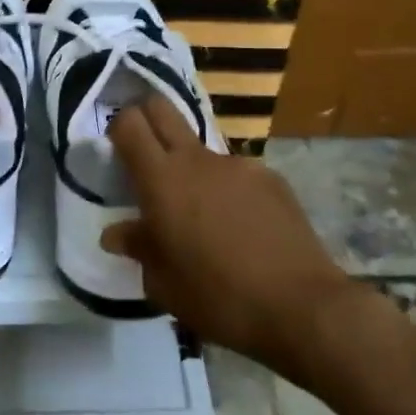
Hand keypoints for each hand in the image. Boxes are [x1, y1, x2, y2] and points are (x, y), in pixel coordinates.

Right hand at [102, 96, 366, 371]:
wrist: (299, 306)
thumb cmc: (217, 298)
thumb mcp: (163, 283)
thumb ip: (138, 248)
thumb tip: (116, 233)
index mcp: (162, 180)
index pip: (129, 124)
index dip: (118, 127)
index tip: (116, 150)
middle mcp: (198, 160)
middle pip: (163, 109)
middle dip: (148, 117)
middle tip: (145, 153)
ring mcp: (238, 165)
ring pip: (202, 149)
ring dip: (192, 169)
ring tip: (202, 217)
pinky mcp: (271, 178)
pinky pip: (236, 174)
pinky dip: (228, 191)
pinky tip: (241, 229)